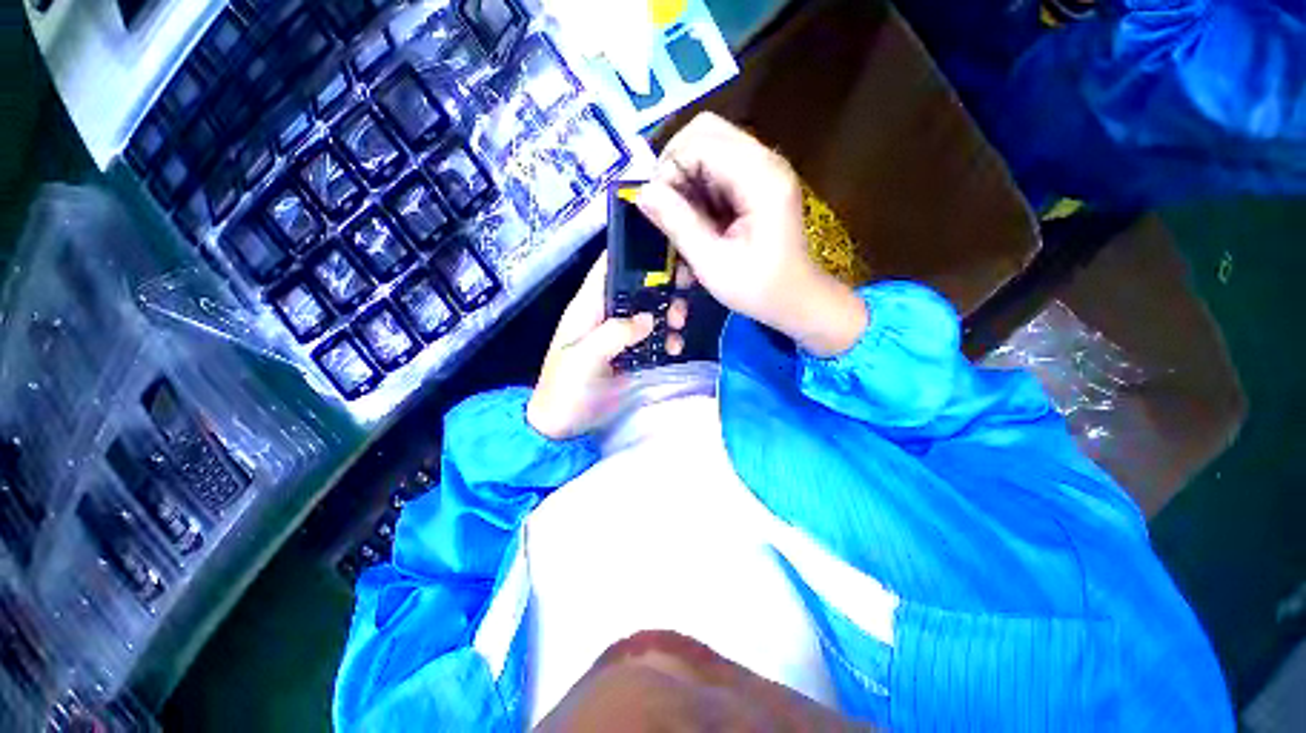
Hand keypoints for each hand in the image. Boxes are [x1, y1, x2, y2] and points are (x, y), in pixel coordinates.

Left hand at [527, 254, 688, 439]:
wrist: (563, 426)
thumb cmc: (565, 389)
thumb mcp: (584, 358)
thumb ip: (614, 334)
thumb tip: (648, 319)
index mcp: (588, 307)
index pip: (609, 268)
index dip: (634, 255)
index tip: (666, 253)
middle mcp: (606, 315)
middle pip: (637, 289)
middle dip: (662, 289)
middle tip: (681, 298)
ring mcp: (620, 336)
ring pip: (650, 312)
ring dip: (669, 314)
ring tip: (678, 325)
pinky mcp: (631, 355)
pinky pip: (654, 339)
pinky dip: (667, 339)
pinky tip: (674, 349)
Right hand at [637, 113, 866, 356]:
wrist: (796, 300)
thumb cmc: (758, 289)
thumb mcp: (712, 263)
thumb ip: (678, 224)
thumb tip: (643, 192)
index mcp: (759, 177)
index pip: (700, 141)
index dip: (669, 169)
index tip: (657, 209)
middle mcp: (764, 160)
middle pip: (705, 131)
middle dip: (675, 165)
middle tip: (666, 207)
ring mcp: (763, 168)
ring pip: (709, 147)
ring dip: (686, 177)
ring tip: (681, 217)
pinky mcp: (758, 181)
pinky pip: (718, 167)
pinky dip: (699, 187)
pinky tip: (698, 218)